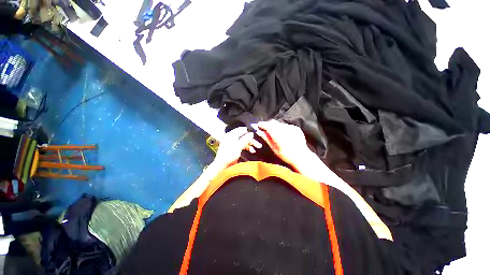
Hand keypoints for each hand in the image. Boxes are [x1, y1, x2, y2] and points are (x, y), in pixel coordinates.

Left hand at [212, 127, 261, 169]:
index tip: (256, 134)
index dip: (249, 131)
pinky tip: (252, 151)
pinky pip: (242, 145)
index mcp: (231, 135)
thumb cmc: (228, 155)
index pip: (241, 129)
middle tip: (258, 144)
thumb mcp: (238, 146)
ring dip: (250, 144)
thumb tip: (251, 133)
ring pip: (244, 141)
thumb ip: (245, 139)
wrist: (222, 166)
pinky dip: (247, 147)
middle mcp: (232, 137)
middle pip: (244, 136)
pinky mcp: (235, 148)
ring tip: (256, 148)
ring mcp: (233, 143)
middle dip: (251, 139)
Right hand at [255, 120, 313, 168]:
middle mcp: (285, 129)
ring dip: (275, 127)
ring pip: (279, 123)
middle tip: (265, 130)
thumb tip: (259, 131)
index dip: (262, 124)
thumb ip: (267, 138)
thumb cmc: (286, 155)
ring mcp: (291, 128)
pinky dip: (282, 128)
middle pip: (273, 122)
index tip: (258, 125)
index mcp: (279, 136)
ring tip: (275, 134)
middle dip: (268, 125)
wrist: (302, 156)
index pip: (268, 125)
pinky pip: (285, 125)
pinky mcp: (296, 128)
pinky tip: (283, 135)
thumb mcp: (274, 148)